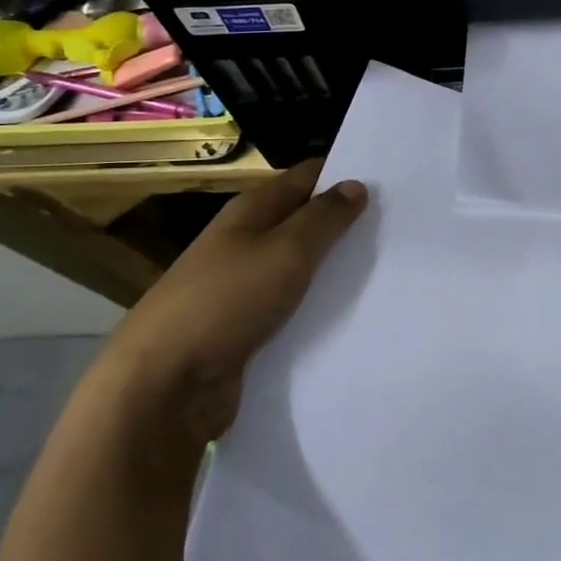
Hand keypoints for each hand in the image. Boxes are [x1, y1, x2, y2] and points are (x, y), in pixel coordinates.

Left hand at [94, 159, 367, 445]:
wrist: (164, 386)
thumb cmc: (226, 301)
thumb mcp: (285, 251)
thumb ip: (324, 218)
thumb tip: (355, 185)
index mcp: (250, 211)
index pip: (305, 177)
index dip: (342, 173)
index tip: (388, 180)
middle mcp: (245, 242)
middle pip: (303, 221)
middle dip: (344, 223)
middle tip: (397, 227)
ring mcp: (242, 287)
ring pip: (299, 268)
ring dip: (333, 269)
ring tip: (386, 270)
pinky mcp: (245, 328)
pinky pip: (291, 307)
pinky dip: (316, 307)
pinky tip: (350, 315)